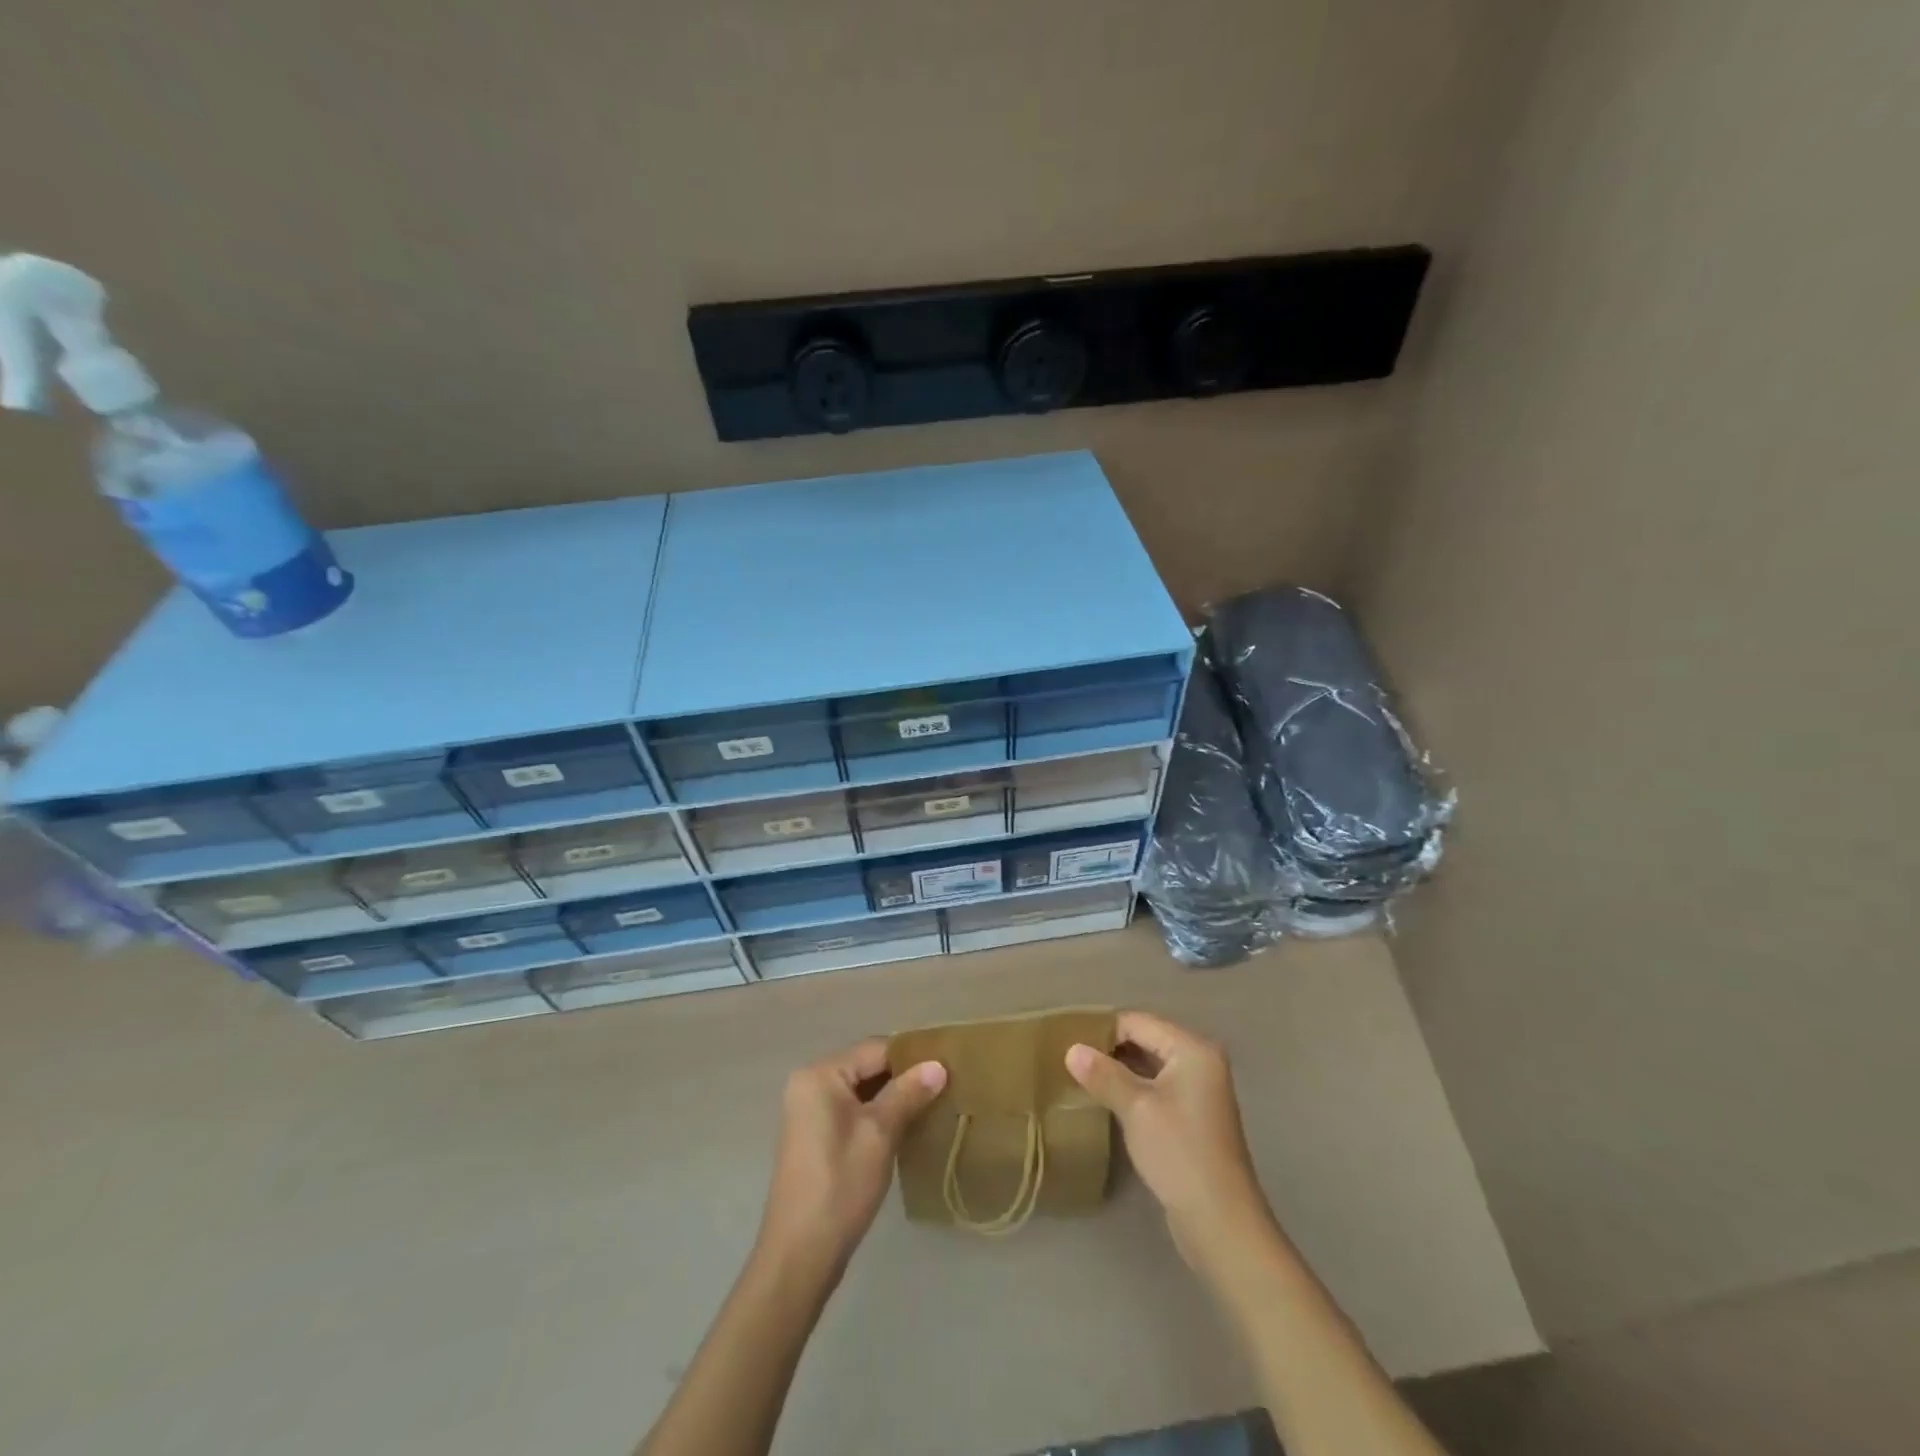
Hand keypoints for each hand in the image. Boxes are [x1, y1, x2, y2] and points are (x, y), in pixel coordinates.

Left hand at [755, 1039, 946, 1278]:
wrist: (799, 1255)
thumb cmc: (840, 1185)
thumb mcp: (880, 1134)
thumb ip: (908, 1093)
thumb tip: (938, 1064)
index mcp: (820, 1074)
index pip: (875, 1049)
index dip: (912, 1057)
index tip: (947, 1066)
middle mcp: (810, 1084)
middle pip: (867, 1067)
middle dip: (904, 1077)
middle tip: (944, 1087)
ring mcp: (809, 1111)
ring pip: (862, 1090)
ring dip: (893, 1098)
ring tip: (932, 1105)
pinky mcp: (815, 1136)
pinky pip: (852, 1110)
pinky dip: (877, 1115)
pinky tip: (906, 1128)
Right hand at [1066, 1011, 1275, 1273]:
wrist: (1220, 1222)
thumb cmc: (1179, 1152)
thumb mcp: (1135, 1108)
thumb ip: (1103, 1074)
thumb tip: (1072, 1049)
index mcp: (1192, 1049)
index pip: (1138, 1022)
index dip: (1103, 1030)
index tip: (1069, 1043)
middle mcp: (1201, 1062)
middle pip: (1146, 1040)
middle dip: (1111, 1049)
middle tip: (1072, 1061)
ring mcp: (1200, 1091)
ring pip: (1150, 1066)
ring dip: (1120, 1071)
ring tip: (1083, 1079)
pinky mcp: (1194, 1118)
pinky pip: (1157, 1089)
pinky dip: (1134, 1091)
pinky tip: (1108, 1101)